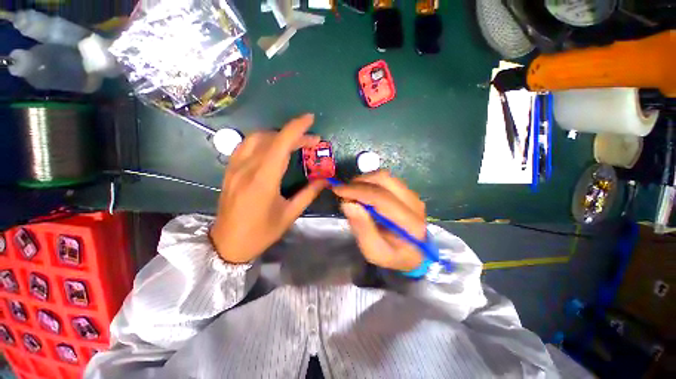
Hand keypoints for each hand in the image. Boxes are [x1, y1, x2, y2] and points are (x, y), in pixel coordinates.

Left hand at [210, 114, 325, 263]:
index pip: (281, 144)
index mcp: (263, 180)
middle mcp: (247, 168)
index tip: (310, 119)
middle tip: (311, 142)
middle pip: (271, 138)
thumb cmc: (261, 232)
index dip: (296, 128)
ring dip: (278, 135)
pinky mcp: (230, 170)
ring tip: (294, 143)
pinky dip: (263, 140)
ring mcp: (235, 168)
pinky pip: (246, 145)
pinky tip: (272, 148)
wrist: (227, 244)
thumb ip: (308, 194)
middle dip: (294, 134)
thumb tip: (325, 180)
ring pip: (256, 138)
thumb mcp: (289, 214)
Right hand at [331, 171, 426, 270]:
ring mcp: (412, 195)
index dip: (358, 191)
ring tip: (352, 192)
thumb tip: (348, 203)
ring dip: (364, 180)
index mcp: (410, 224)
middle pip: (385, 180)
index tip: (338, 190)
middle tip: (344, 191)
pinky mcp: (408, 192)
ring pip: (385, 176)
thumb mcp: (373, 251)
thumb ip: (362, 228)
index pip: (382, 198)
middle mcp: (415, 204)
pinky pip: (387, 180)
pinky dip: (371, 182)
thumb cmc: (391, 256)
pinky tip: (363, 192)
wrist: (412, 254)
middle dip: (360, 182)